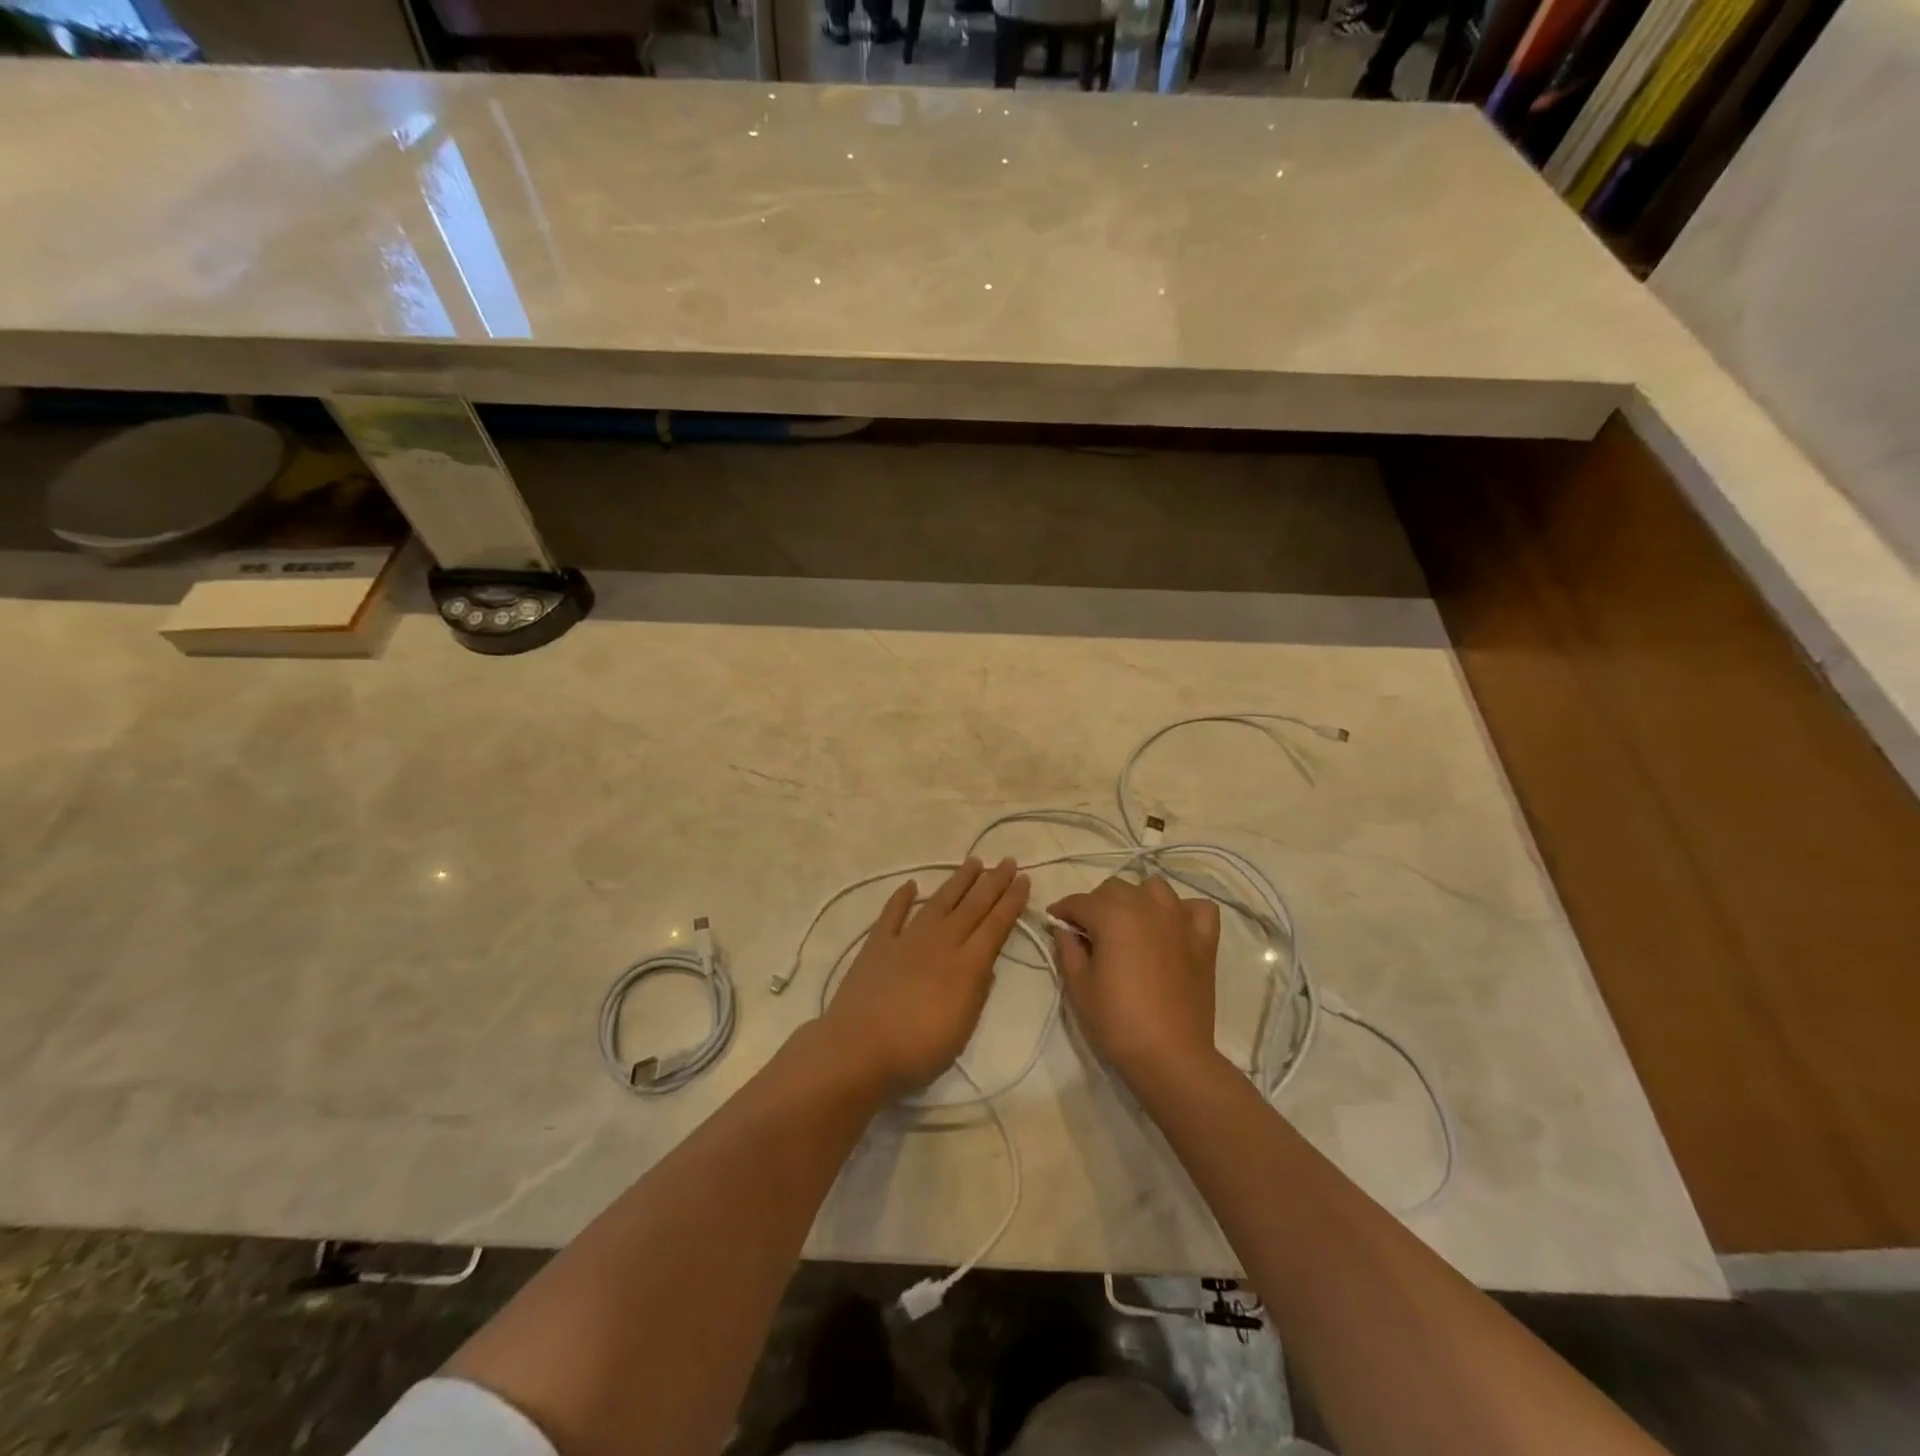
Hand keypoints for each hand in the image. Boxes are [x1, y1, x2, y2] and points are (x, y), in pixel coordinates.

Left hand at [821, 857, 1030, 1098]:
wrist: (860, 1048)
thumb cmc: (918, 1050)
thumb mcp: (963, 1029)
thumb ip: (977, 993)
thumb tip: (987, 964)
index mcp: (966, 965)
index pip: (996, 925)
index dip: (1011, 901)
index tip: (1024, 879)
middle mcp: (941, 943)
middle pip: (972, 906)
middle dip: (993, 883)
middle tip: (1008, 861)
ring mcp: (907, 939)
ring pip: (939, 902)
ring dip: (958, 881)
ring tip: (974, 862)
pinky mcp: (877, 944)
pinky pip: (892, 914)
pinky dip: (902, 898)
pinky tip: (911, 885)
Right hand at [1049, 876, 1221, 1089]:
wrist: (1170, 1056)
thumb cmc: (1117, 1021)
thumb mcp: (1078, 986)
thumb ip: (1068, 949)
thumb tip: (1064, 929)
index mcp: (1112, 914)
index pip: (1079, 902)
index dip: (1062, 911)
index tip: (1054, 922)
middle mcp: (1146, 906)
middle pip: (1115, 889)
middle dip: (1097, 905)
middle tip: (1089, 933)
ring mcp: (1179, 920)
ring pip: (1154, 889)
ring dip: (1137, 900)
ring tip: (1130, 926)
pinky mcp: (1204, 940)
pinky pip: (1197, 908)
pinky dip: (1183, 911)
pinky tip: (1173, 928)